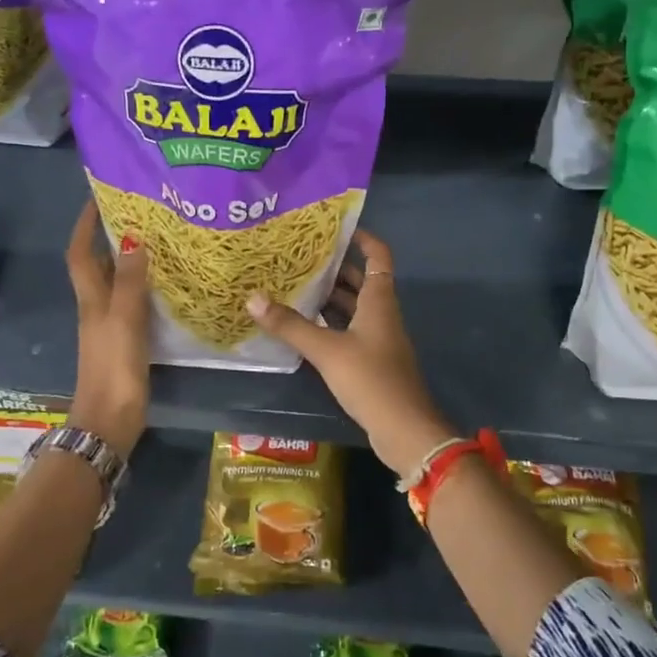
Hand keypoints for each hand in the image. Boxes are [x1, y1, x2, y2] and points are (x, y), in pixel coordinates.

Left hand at [65, 200, 149, 458]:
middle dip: (112, 236)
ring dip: (131, 260)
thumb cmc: (114, 367)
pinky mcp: (126, 342)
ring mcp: (111, 325)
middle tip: (141, 213)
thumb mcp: (123, 320)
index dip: (85, 225)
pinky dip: (145, 287)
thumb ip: (129, 281)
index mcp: (91, 299)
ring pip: (118, 282)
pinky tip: (167, 285)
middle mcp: (97, 307)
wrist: (110, 420)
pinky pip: (134, 303)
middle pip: (99, 264)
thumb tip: (133, 238)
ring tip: (159, 240)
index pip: (81, 253)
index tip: (99, 197)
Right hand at [245, 230, 456, 477]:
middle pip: (361, 281)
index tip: (335, 227)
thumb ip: (291, 326)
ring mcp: (378, 339)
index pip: (378, 256)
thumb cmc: (371, 379)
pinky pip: (349, 331)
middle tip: (299, 256)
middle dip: (334, 268)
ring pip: (353, 308)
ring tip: (293, 285)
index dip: (362, 238)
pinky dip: (329, 324)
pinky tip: (303, 326)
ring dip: (329, 297)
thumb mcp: (327, 350)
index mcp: (379, 301)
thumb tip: (252, 298)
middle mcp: (382, 314)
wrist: (404, 430)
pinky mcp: (371, 361)